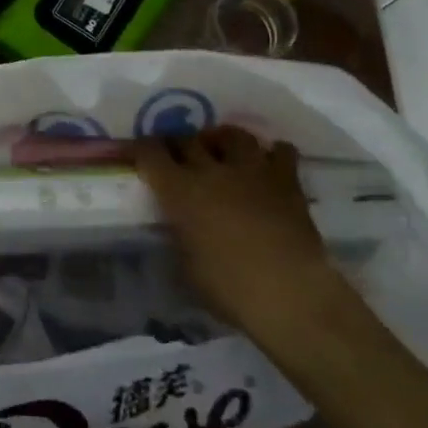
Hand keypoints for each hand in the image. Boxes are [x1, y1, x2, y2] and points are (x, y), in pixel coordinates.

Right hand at [133, 126, 343, 333]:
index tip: (137, 152)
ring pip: (233, 134)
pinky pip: (280, 151)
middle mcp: (212, 170)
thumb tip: (179, 226)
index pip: (150, 153)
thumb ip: (180, 235)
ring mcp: (252, 170)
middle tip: (178, 157)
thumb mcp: (187, 266)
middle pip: (188, 139)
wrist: (290, 293)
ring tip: (221, 152)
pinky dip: (271, 154)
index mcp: (180, 191)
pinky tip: (267, 166)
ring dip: (222, 140)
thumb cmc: (229, 288)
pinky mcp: (286, 179)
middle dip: (179, 144)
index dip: (140, 149)